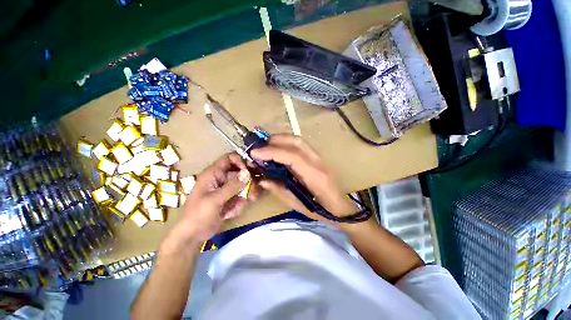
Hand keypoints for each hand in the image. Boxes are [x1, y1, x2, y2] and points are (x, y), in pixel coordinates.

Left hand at [167, 153, 254, 246]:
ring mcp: (227, 188)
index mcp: (213, 174)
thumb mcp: (215, 199)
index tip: (249, 170)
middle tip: (254, 190)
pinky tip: (232, 213)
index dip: (240, 161)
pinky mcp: (230, 197)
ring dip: (247, 193)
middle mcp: (222, 178)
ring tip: (249, 201)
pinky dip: (241, 203)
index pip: (229, 158)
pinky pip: (242, 195)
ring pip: (244, 184)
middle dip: (249, 181)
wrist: (194, 235)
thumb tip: (247, 172)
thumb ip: (232, 186)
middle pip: (240, 172)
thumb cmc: (199, 214)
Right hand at [250, 134, 358, 222]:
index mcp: (314, 176)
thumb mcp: (298, 205)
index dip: (272, 152)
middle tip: (259, 147)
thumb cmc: (322, 211)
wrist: (342, 208)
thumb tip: (262, 180)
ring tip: (266, 146)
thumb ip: (279, 190)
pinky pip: (301, 145)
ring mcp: (320, 158)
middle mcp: (318, 162)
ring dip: (281, 139)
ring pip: (299, 141)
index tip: (255, 153)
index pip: (292, 156)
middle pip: (296, 142)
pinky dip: (287, 143)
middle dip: (275, 140)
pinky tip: (278, 149)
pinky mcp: (318, 157)